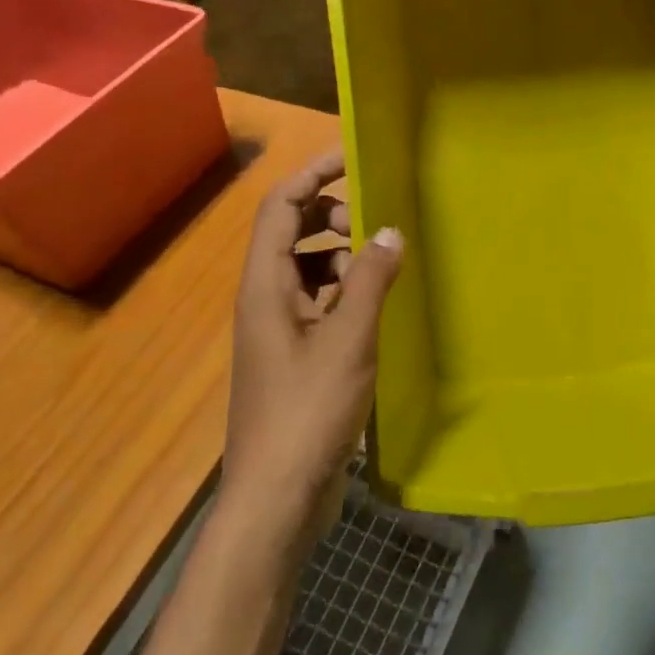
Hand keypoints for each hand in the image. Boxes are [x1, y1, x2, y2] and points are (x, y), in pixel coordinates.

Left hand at [224, 149, 401, 522]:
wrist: (277, 496)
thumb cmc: (308, 411)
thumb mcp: (349, 339)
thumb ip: (372, 279)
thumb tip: (389, 230)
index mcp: (265, 286)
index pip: (280, 207)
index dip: (312, 175)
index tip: (353, 158)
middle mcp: (265, 299)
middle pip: (292, 234)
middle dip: (333, 217)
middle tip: (378, 222)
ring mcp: (278, 330)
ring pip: (309, 269)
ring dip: (344, 257)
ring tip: (384, 268)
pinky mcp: (295, 356)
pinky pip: (320, 303)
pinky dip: (347, 293)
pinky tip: (378, 308)